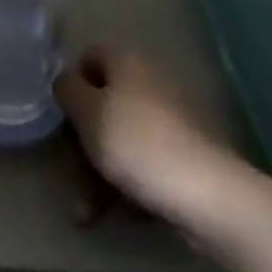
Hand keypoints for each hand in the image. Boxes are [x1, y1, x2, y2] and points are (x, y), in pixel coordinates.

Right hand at [54, 46, 237, 220]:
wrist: (208, 196)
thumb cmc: (136, 143)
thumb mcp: (86, 112)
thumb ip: (67, 89)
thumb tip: (67, 82)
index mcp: (127, 63)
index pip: (90, 56)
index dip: (73, 82)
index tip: (62, 113)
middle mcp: (151, 84)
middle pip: (105, 102)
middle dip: (84, 136)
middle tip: (69, 163)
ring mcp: (173, 123)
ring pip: (123, 139)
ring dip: (100, 171)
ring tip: (84, 212)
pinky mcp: (187, 158)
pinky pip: (146, 164)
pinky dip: (128, 185)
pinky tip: (116, 214)